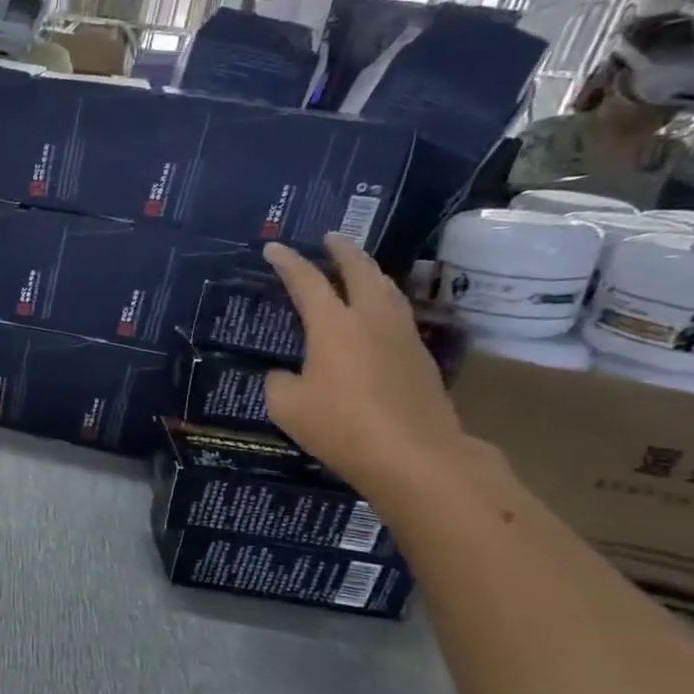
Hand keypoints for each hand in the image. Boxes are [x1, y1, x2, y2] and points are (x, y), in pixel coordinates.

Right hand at [262, 235, 469, 498]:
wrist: (415, 455)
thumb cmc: (341, 426)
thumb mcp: (287, 406)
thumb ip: (280, 381)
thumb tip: (285, 373)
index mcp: (333, 325)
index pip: (306, 281)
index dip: (287, 262)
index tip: (273, 248)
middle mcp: (371, 319)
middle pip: (359, 271)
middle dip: (342, 250)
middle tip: (330, 238)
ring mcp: (402, 336)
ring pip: (386, 288)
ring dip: (369, 272)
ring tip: (357, 268)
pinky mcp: (420, 357)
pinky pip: (398, 313)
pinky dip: (382, 300)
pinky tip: (376, 313)